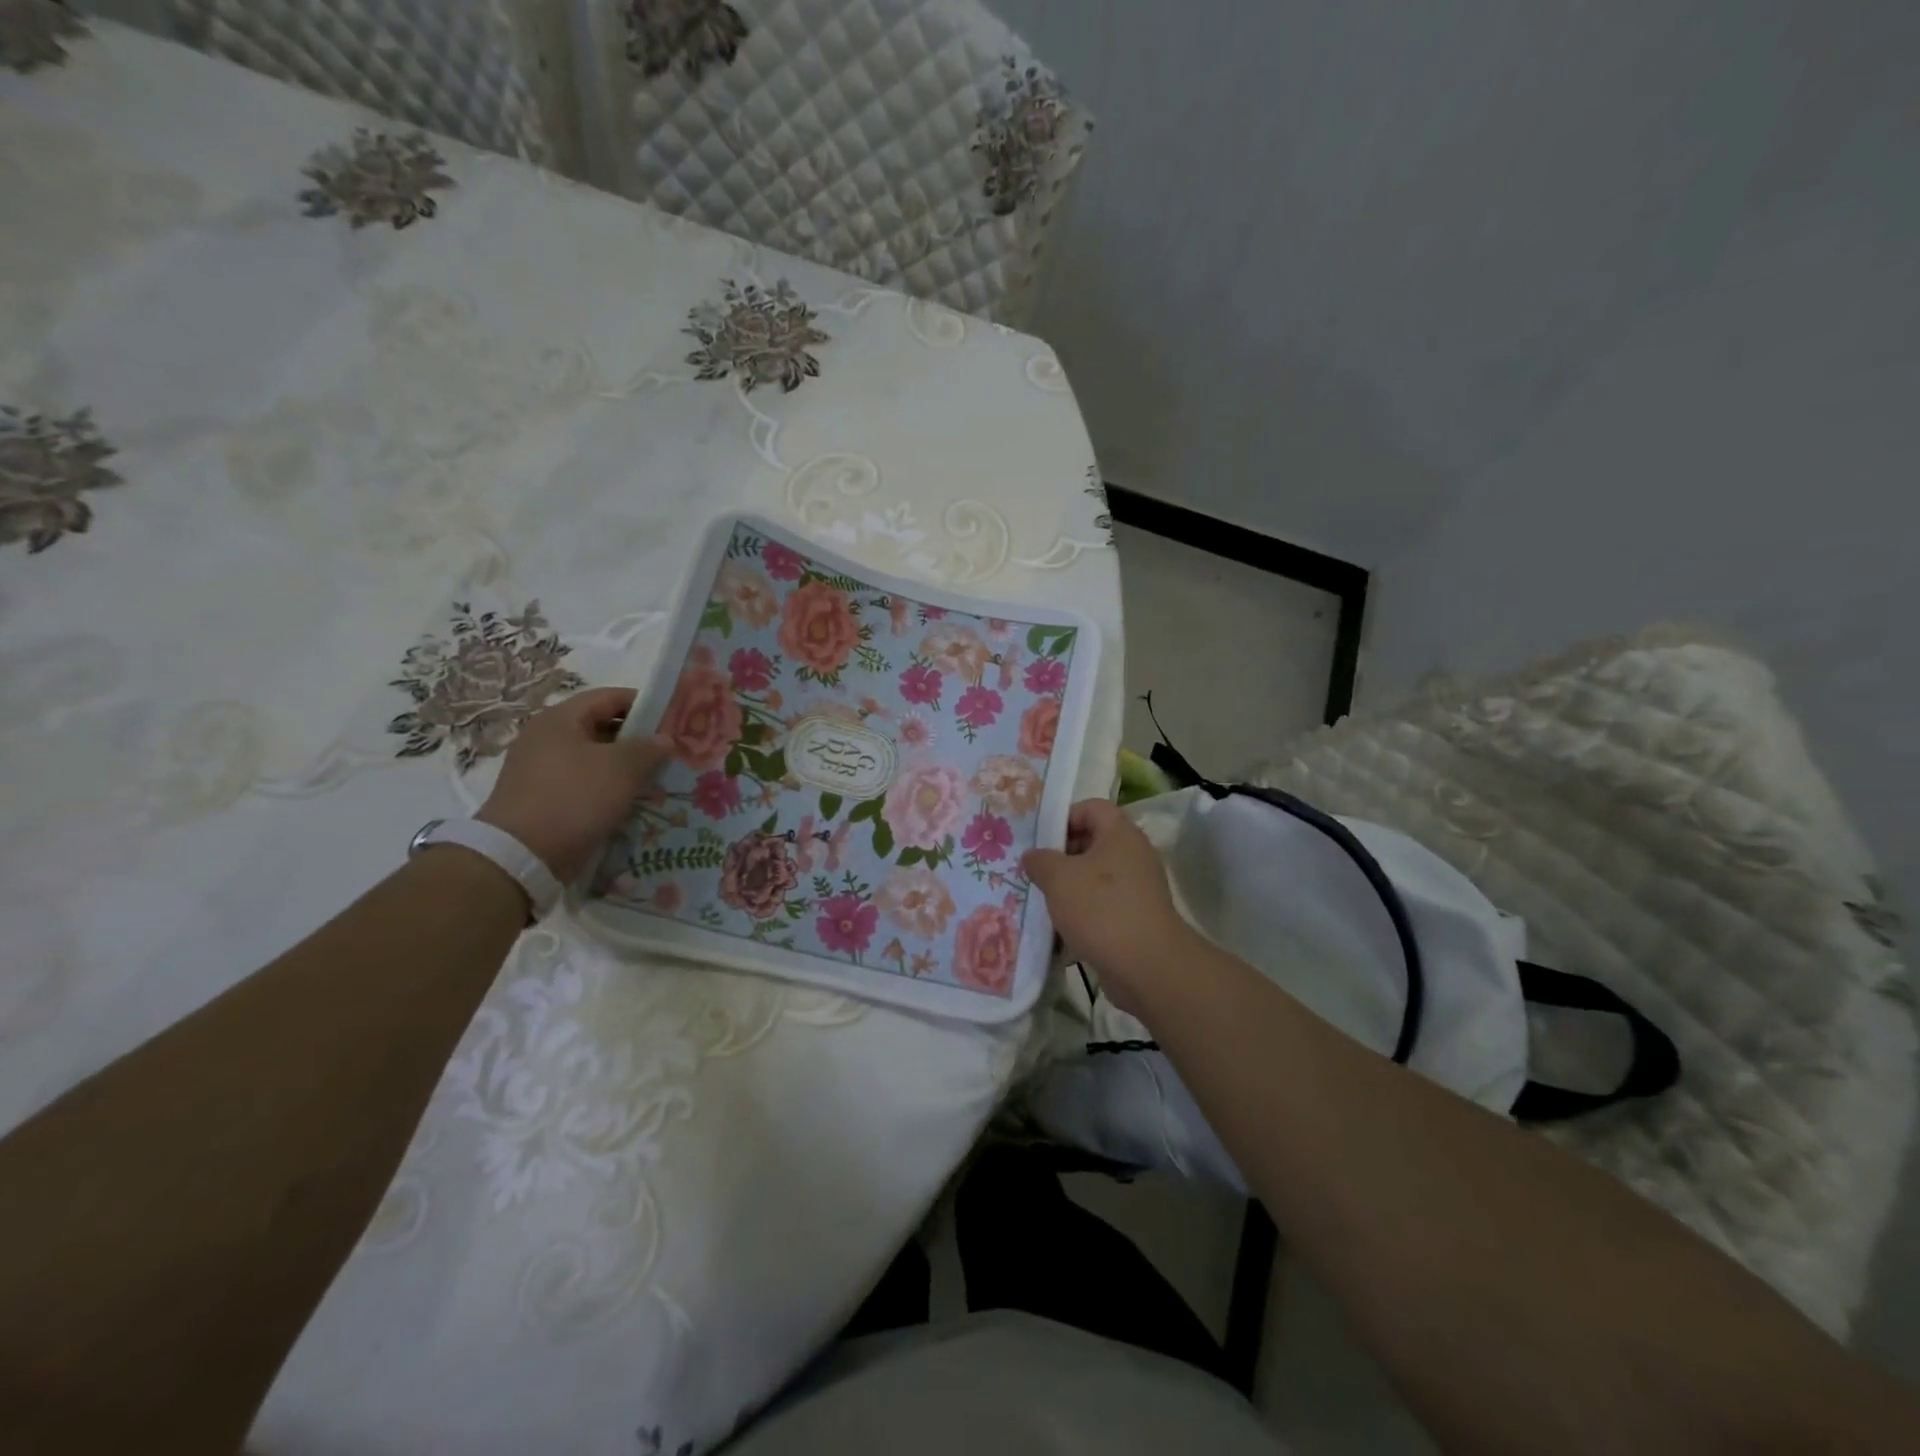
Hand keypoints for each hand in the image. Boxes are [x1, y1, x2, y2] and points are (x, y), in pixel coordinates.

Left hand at [477, 688, 670, 880]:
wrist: (522, 855)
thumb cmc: (574, 797)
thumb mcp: (622, 767)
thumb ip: (649, 748)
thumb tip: (664, 739)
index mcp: (560, 719)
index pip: (610, 697)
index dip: (645, 704)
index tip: (674, 720)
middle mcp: (547, 739)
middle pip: (603, 728)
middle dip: (639, 740)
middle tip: (672, 753)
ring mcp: (543, 771)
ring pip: (597, 760)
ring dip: (627, 769)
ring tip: (659, 781)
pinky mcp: (546, 800)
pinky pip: (586, 786)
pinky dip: (610, 791)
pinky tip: (634, 804)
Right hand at [1022, 798, 1192, 1011]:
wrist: (1147, 967)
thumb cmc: (1101, 909)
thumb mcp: (1058, 878)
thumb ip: (1040, 860)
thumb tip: (1033, 856)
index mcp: (1120, 834)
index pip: (1090, 807)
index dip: (1063, 817)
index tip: (1038, 840)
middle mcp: (1133, 855)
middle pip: (1091, 842)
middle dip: (1059, 856)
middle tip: (1033, 872)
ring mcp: (1137, 888)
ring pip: (1094, 878)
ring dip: (1068, 888)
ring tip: (1040, 901)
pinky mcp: (1135, 918)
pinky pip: (1102, 906)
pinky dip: (1081, 914)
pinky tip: (1058, 930)